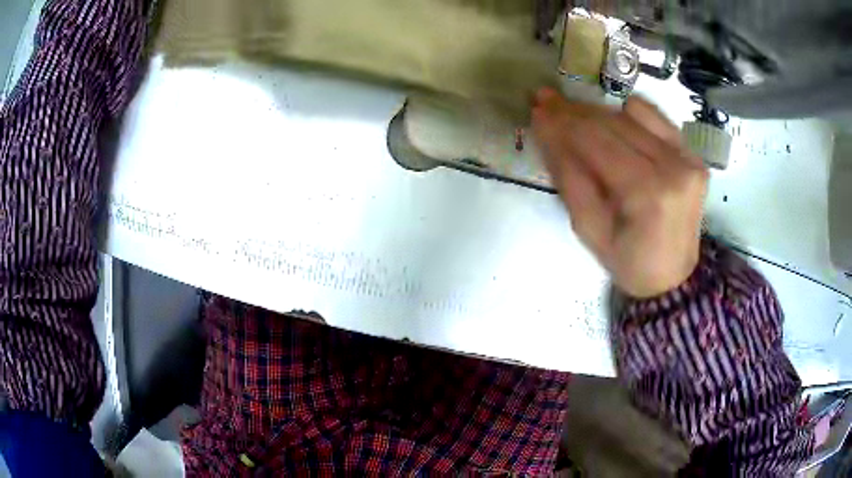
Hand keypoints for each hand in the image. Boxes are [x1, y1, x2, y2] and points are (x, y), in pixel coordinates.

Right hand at [532, 88, 707, 297]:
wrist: (672, 276)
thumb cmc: (628, 261)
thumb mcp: (589, 229)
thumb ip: (569, 176)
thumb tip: (546, 128)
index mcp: (648, 194)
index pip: (597, 142)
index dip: (564, 122)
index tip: (537, 107)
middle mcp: (673, 167)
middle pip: (614, 123)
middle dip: (575, 111)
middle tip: (546, 101)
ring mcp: (688, 158)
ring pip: (633, 115)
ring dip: (598, 112)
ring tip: (574, 115)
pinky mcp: (693, 154)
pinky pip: (656, 117)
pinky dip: (629, 114)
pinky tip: (613, 122)